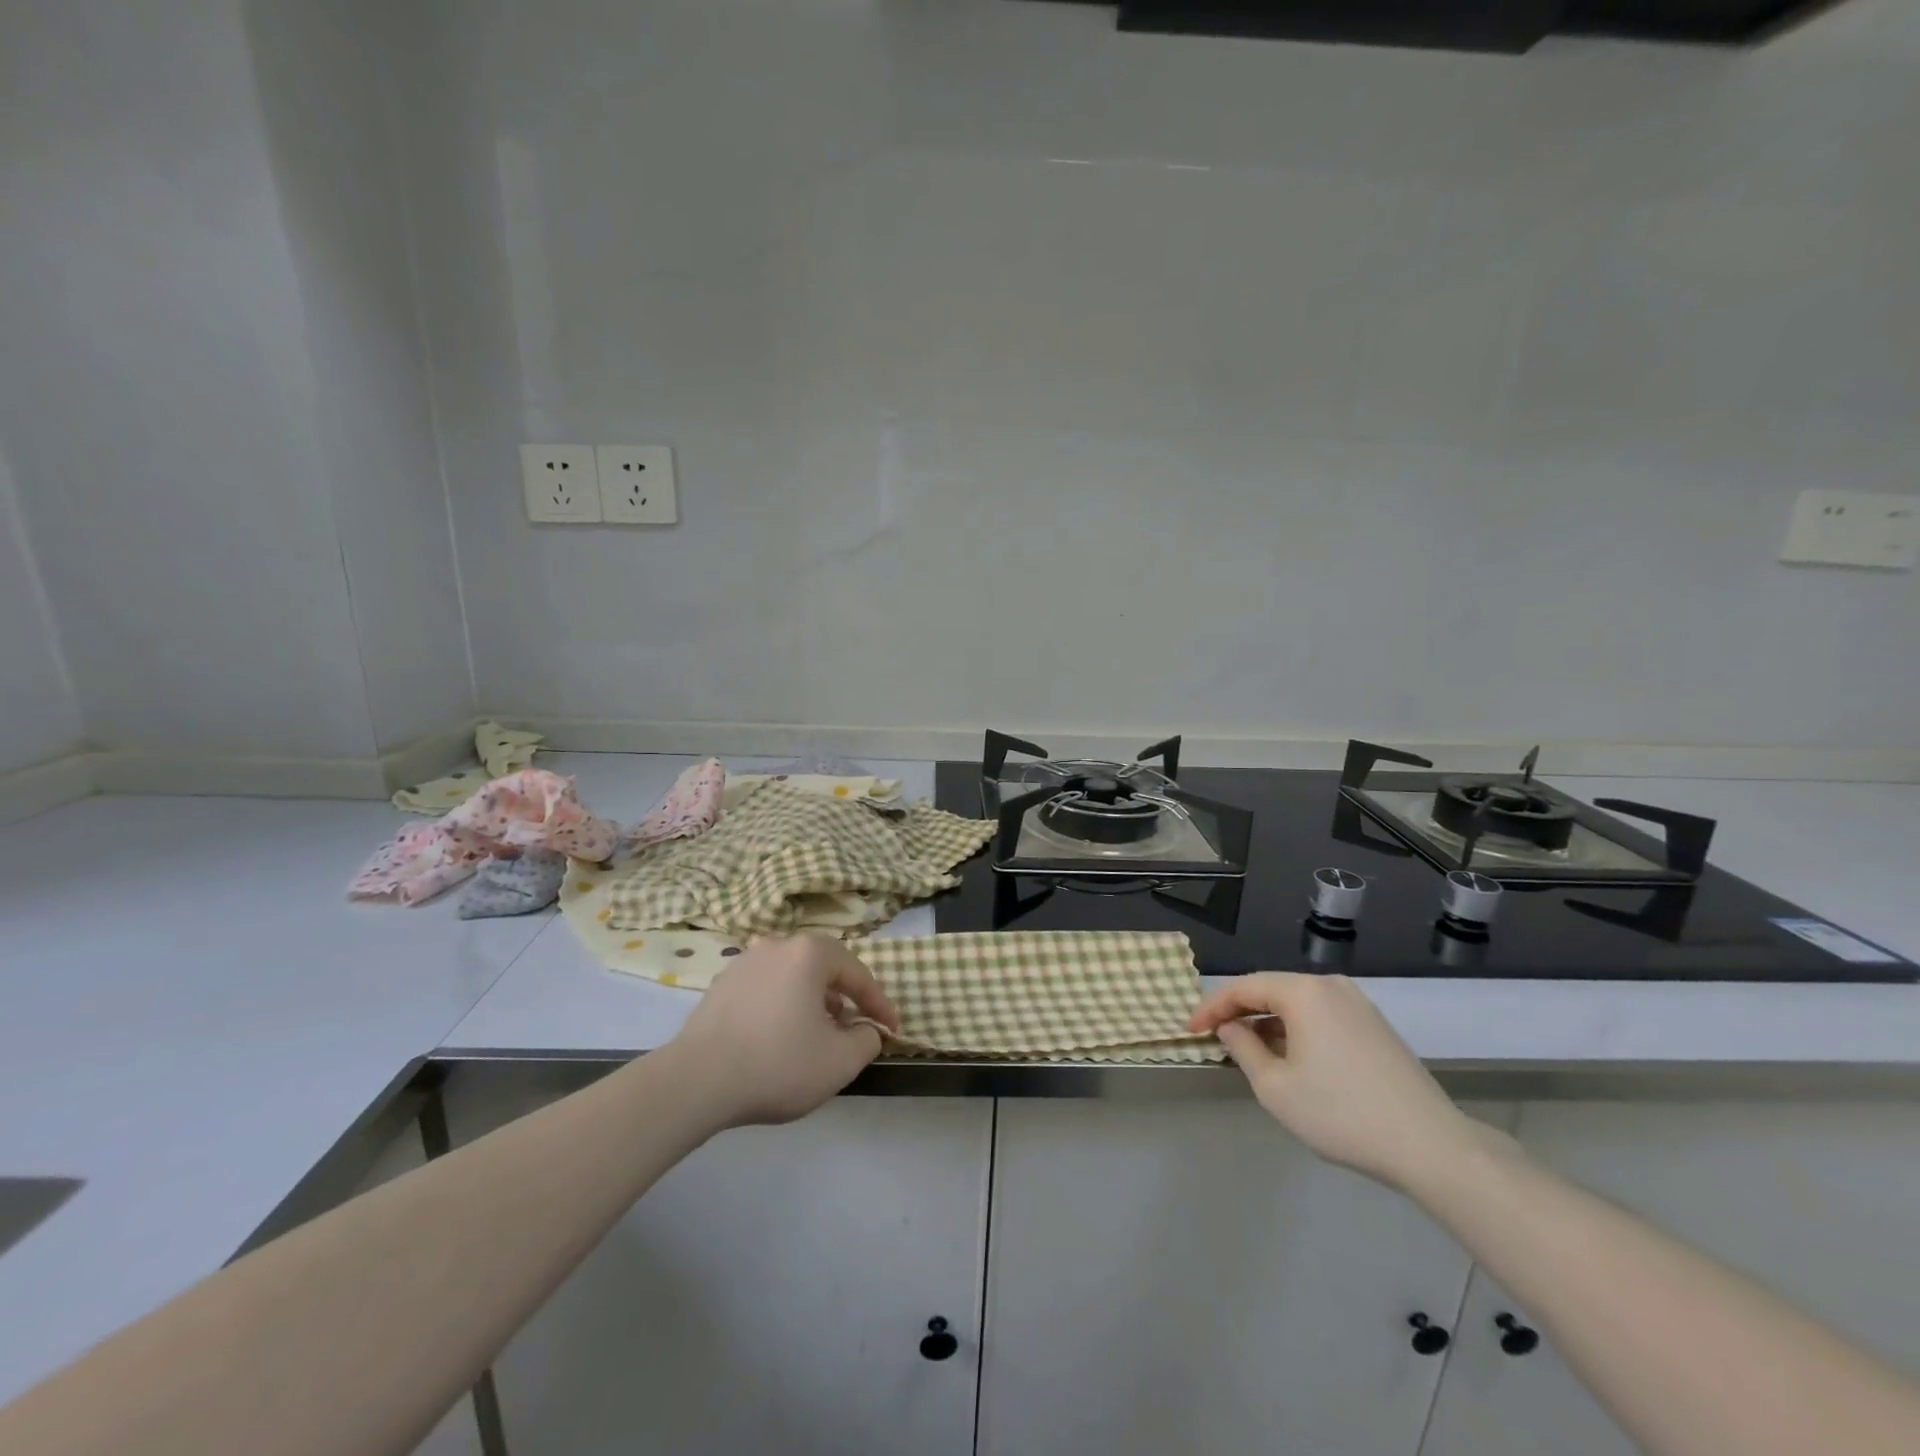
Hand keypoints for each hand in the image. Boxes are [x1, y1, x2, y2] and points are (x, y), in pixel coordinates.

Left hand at [668, 934, 899, 1127]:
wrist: (695, 1082)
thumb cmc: (777, 1064)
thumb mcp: (840, 1061)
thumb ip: (867, 1040)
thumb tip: (866, 1029)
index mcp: (810, 953)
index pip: (858, 974)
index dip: (879, 1004)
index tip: (892, 1029)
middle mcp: (778, 945)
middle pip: (824, 968)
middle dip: (844, 997)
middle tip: (854, 1027)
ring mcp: (745, 962)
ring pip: (793, 977)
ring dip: (812, 1001)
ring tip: (816, 1035)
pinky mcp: (721, 984)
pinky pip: (766, 988)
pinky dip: (782, 1006)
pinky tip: (779, 1037)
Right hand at [1189, 973, 1485, 1189]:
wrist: (1430, 1146)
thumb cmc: (1341, 1114)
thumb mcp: (1275, 1087)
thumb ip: (1243, 1049)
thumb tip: (1231, 1028)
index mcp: (1304, 992)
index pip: (1244, 988)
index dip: (1212, 1008)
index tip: (1190, 1030)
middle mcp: (1331, 987)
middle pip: (1271, 990)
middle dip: (1240, 1013)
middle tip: (1215, 1037)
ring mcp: (1358, 1005)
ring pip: (1297, 1004)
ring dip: (1268, 1023)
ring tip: (1249, 1051)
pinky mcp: (1376, 1027)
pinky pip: (1321, 1016)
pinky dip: (1297, 1030)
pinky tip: (1290, 1058)